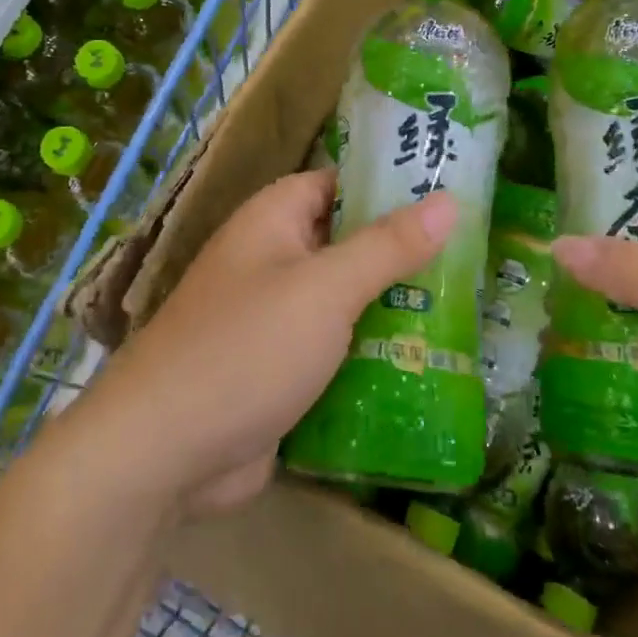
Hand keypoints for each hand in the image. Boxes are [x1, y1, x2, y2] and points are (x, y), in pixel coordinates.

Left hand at [84, 169, 455, 517]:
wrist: (165, 453)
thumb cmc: (248, 348)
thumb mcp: (326, 289)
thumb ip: (388, 245)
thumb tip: (449, 201)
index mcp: (272, 222)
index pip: (337, 183)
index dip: (387, 183)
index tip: (448, 193)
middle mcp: (272, 262)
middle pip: (346, 244)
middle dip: (402, 253)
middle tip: (472, 257)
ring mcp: (274, 320)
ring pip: (346, 302)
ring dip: (393, 307)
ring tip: (466, 309)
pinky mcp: (280, 371)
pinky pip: (336, 349)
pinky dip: (372, 352)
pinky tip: (427, 362)